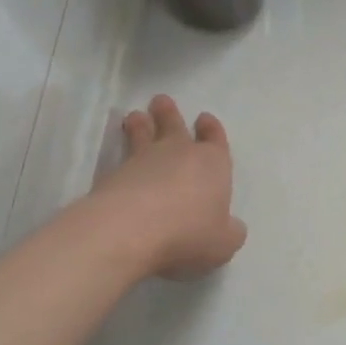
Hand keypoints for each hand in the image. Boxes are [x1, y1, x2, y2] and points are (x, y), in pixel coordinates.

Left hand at [93, 95, 247, 278]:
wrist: (130, 230)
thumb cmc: (188, 232)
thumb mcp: (223, 243)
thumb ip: (230, 232)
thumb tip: (232, 226)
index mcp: (212, 164)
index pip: (214, 139)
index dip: (211, 130)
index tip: (204, 119)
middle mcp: (179, 154)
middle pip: (175, 126)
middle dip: (170, 114)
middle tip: (161, 101)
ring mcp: (143, 161)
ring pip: (143, 135)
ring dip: (141, 125)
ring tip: (135, 116)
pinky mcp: (114, 174)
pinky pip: (120, 157)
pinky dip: (120, 152)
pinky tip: (119, 158)